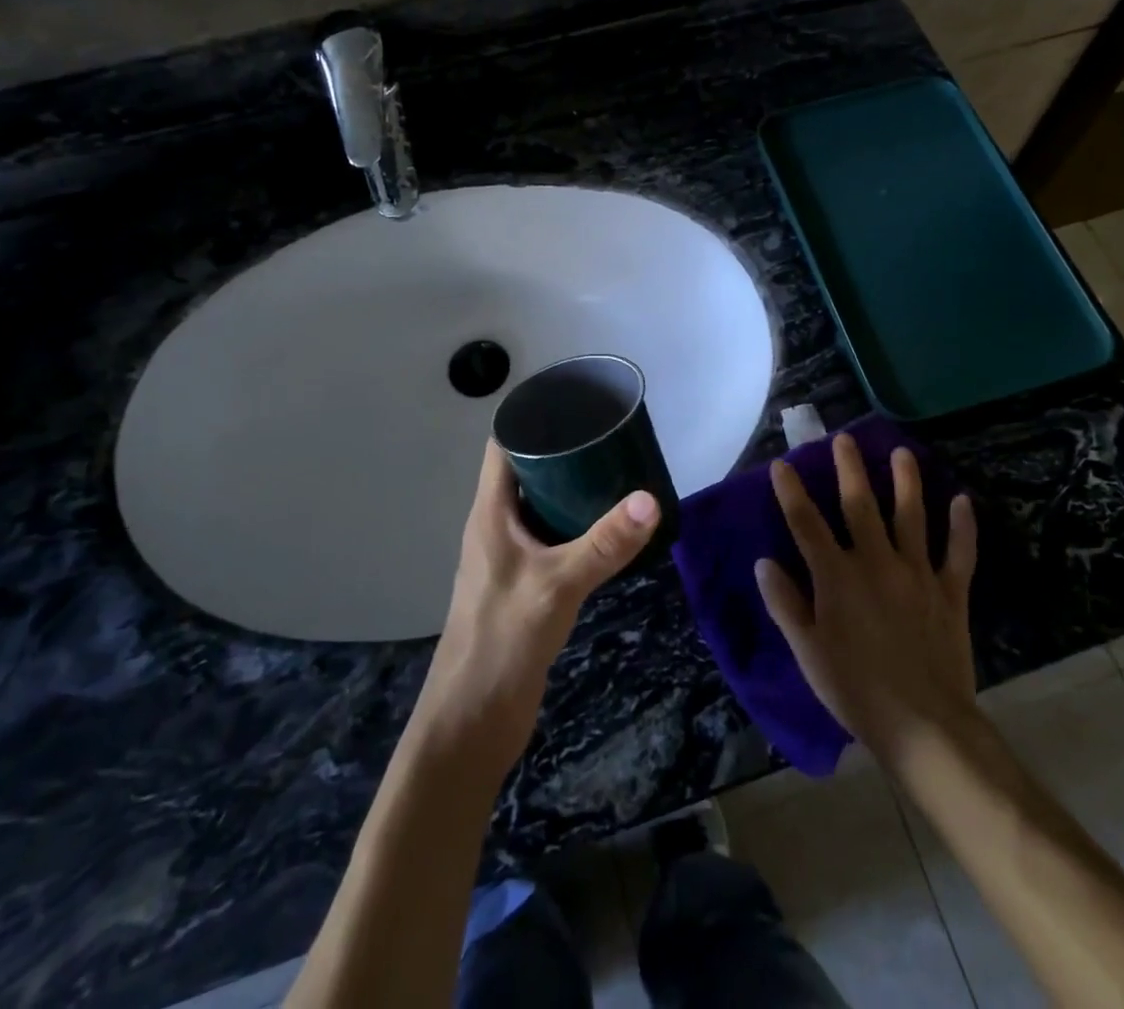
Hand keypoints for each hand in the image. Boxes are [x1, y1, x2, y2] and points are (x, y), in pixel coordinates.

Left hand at [410, 441, 661, 778]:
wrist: (472, 721)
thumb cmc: (502, 641)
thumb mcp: (558, 585)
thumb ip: (604, 544)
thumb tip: (651, 499)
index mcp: (490, 513)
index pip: (503, 445)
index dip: (532, 417)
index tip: (575, 402)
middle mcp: (496, 526)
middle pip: (525, 471)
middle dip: (563, 450)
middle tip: (610, 436)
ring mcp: (508, 556)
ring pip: (540, 506)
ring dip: (571, 489)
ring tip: (616, 472)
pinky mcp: (523, 584)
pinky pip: (550, 537)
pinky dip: (575, 524)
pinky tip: (607, 529)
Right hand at [755, 433, 980, 766]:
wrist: (924, 726)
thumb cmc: (855, 690)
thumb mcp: (807, 651)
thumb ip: (785, 604)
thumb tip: (764, 562)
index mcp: (836, 577)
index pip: (806, 524)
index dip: (792, 492)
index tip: (783, 464)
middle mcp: (876, 563)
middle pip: (860, 506)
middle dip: (850, 470)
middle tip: (844, 439)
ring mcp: (917, 574)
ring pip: (911, 517)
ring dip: (906, 482)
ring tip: (902, 453)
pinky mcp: (950, 592)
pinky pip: (958, 553)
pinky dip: (962, 527)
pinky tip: (963, 501)